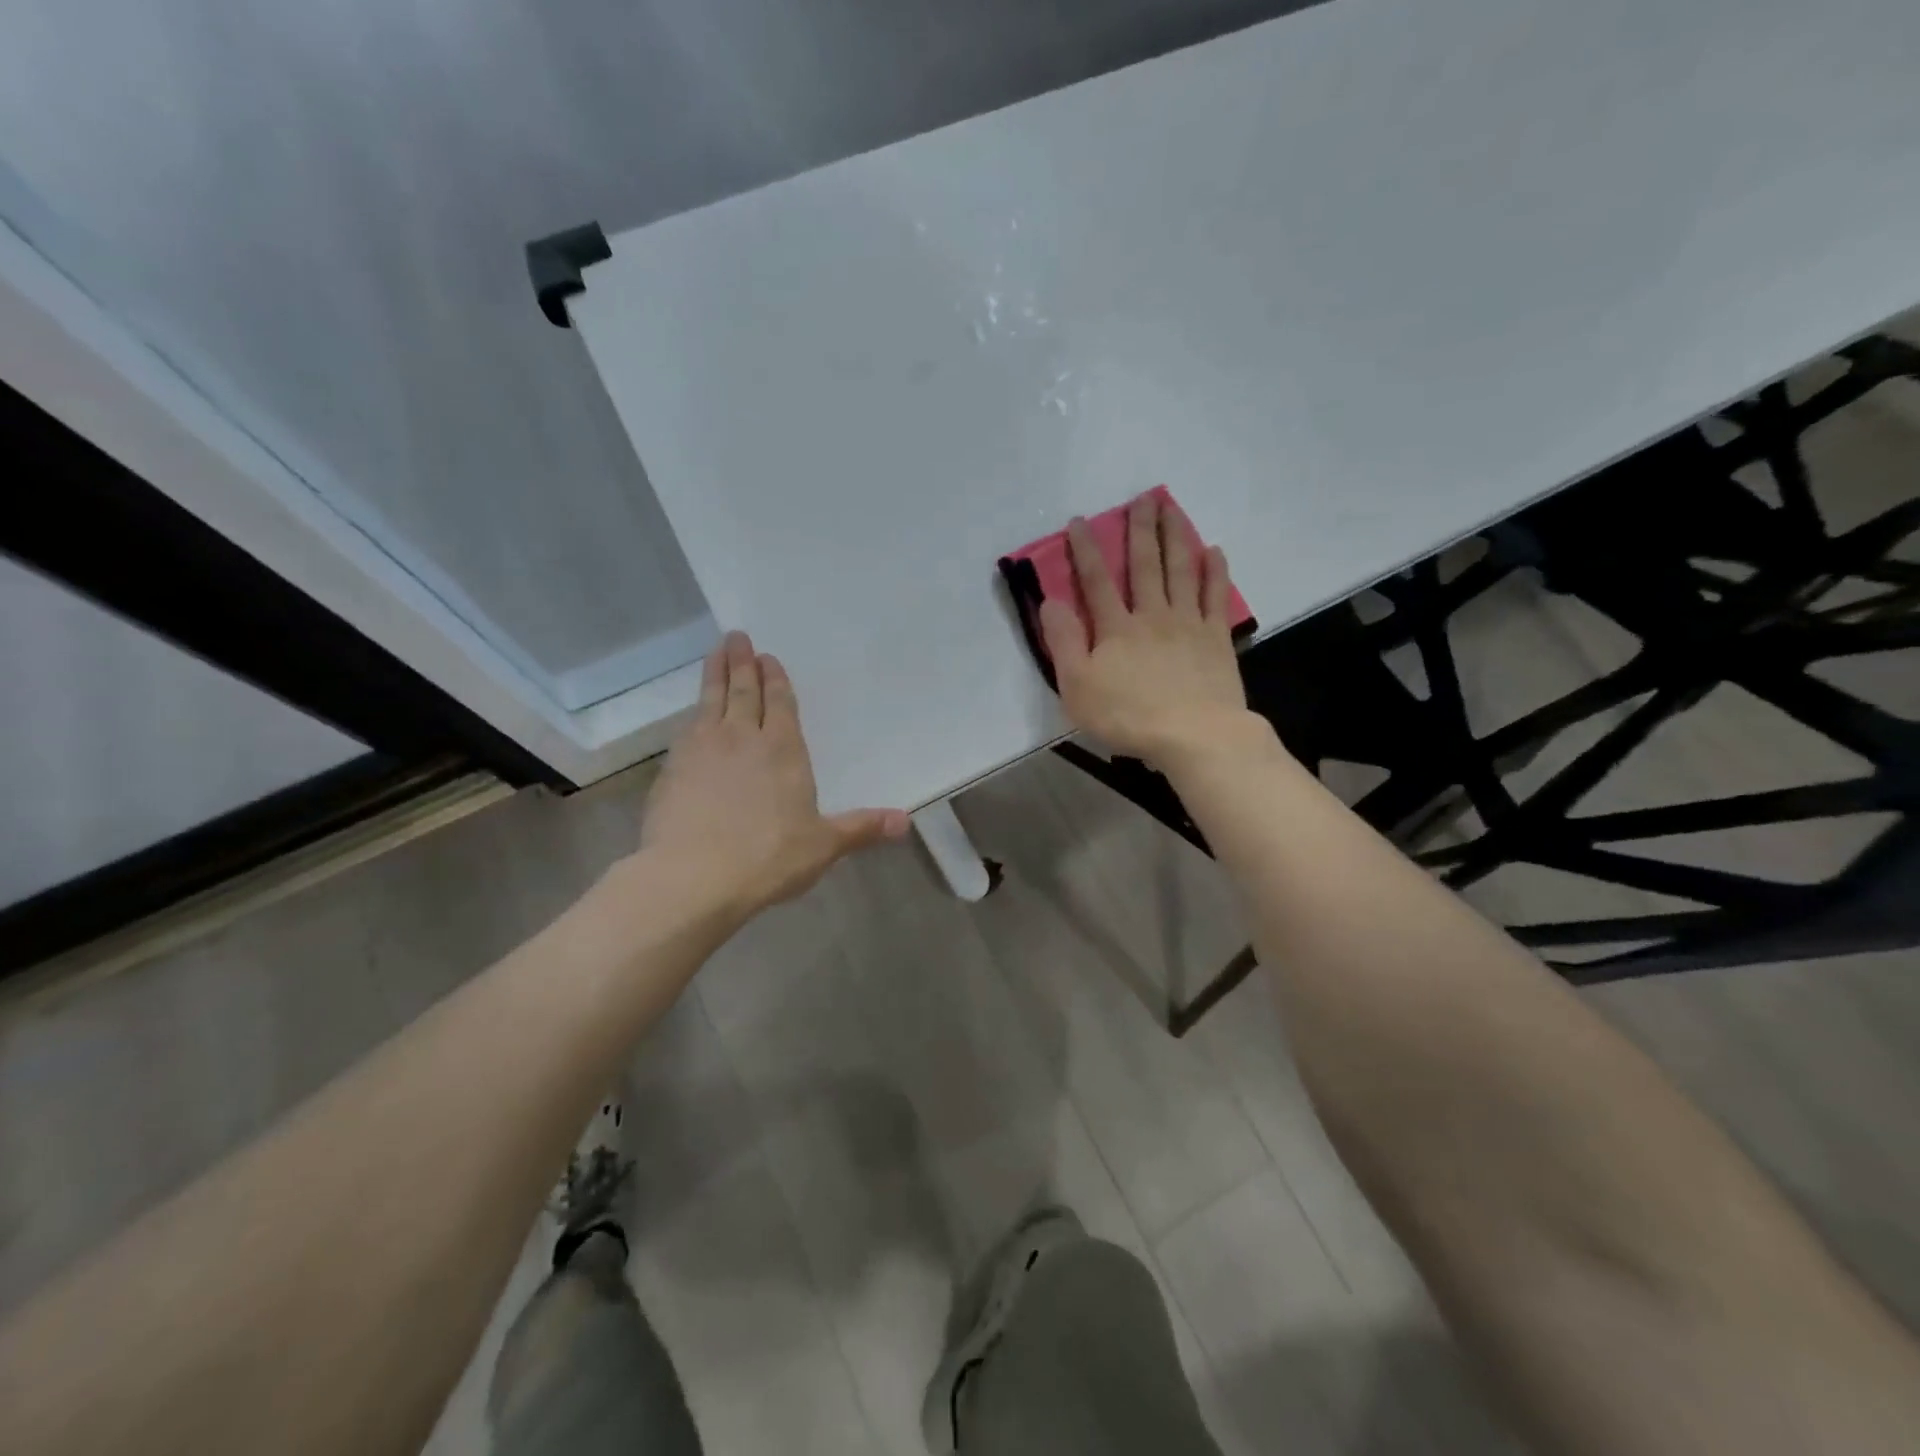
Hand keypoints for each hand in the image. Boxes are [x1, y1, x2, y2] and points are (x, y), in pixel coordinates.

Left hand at [639, 632, 908, 920]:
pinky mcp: (672, 770)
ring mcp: (701, 751)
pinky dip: (693, 712)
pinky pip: (686, 728)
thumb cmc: (768, 857)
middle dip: (742, 664)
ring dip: (714, 675)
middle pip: (742, 692)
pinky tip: (692, 714)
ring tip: (715, 652)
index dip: (774, 679)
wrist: (692, 877)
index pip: (779, 703)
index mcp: (782, 750)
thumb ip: (861, 828)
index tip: (767, 657)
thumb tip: (906, 821)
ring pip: (710, 701)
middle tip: (737, 637)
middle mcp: (741, 739)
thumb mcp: (823, 845)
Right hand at [1040, 492, 1251, 762]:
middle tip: (1142, 498)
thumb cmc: (1129, 716)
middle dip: (1140, 530)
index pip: (1097, 581)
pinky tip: (1214, 550)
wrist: (1194, 735)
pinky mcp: (1216, 638)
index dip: (1086, 550)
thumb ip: (1064, 643)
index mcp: (1116, 629)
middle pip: (1145, 565)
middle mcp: (1152, 615)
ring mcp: (1188, 623)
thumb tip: (1051, 601)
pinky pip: (1216, 596)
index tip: (1080, 521)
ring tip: (1172, 508)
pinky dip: (1215, 571)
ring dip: (1176, 537)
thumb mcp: (1078, 687)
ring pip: (1181, 570)